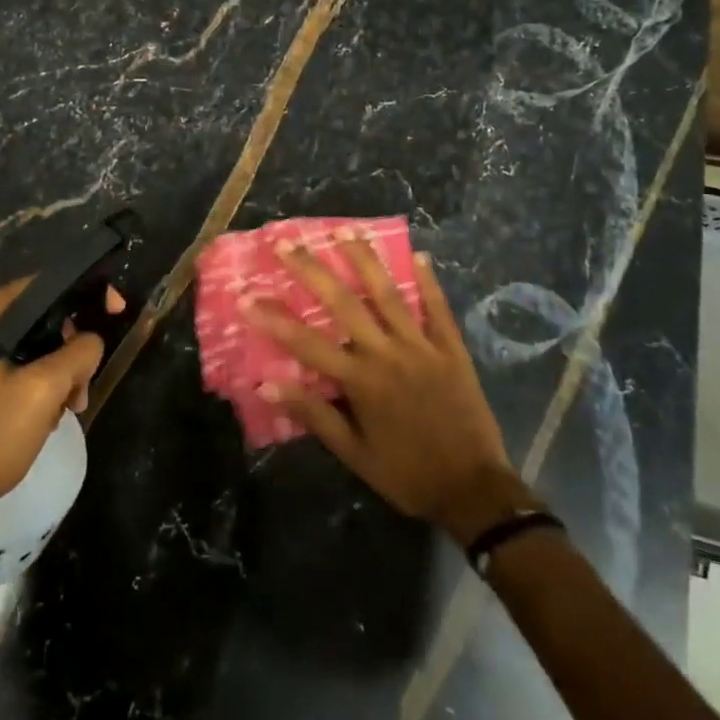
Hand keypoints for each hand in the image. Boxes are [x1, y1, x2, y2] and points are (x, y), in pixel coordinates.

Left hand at [0, 279, 123, 513]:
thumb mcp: (45, 390)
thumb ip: (80, 352)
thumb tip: (92, 340)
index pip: (47, 284)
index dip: (87, 296)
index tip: (117, 313)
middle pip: (42, 315)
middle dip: (72, 348)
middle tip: (83, 388)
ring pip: (34, 342)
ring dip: (59, 370)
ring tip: (68, 408)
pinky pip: (17, 361)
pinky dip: (39, 380)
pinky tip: (47, 413)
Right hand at [243, 232, 537, 541]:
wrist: (473, 490)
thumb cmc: (406, 473)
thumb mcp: (354, 454)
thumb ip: (314, 415)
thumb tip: (268, 384)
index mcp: (360, 381)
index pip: (306, 342)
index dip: (273, 318)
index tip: (246, 295)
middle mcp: (387, 353)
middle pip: (344, 303)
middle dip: (312, 270)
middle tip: (286, 243)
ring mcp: (422, 346)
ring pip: (388, 294)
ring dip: (364, 260)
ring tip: (345, 229)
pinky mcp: (451, 349)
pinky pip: (438, 308)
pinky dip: (428, 281)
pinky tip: (420, 255)